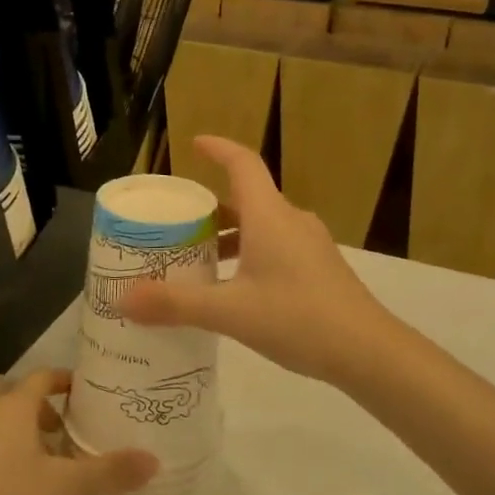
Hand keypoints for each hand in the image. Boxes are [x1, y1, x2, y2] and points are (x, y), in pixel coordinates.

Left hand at [0, 370, 156, 494]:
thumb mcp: (61, 487)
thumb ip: (108, 473)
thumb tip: (155, 461)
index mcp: (14, 404)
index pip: (44, 375)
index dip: (67, 380)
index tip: (90, 392)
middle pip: (17, 391)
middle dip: (44, 403)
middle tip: (68, 425)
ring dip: (23, 426)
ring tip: (48, 455)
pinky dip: (5, 447)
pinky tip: (19, 480)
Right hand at [121, 136, 391, 383]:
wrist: (369, 351)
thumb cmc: (298, 318)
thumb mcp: (230, 312)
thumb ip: (177, 304)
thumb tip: (124, 299)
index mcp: (269, 216)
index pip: (242, 164)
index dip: (218, 148)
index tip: (194, 144)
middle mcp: (291, 221)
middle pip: (246, 199)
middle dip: (210, 208)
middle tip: (176, 224)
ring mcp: (310, 245)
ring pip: (261, 226)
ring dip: (229, 236)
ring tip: (198, 261)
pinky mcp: (319, 268)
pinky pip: (276, 247)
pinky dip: (249, 255)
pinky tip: (234, 290)